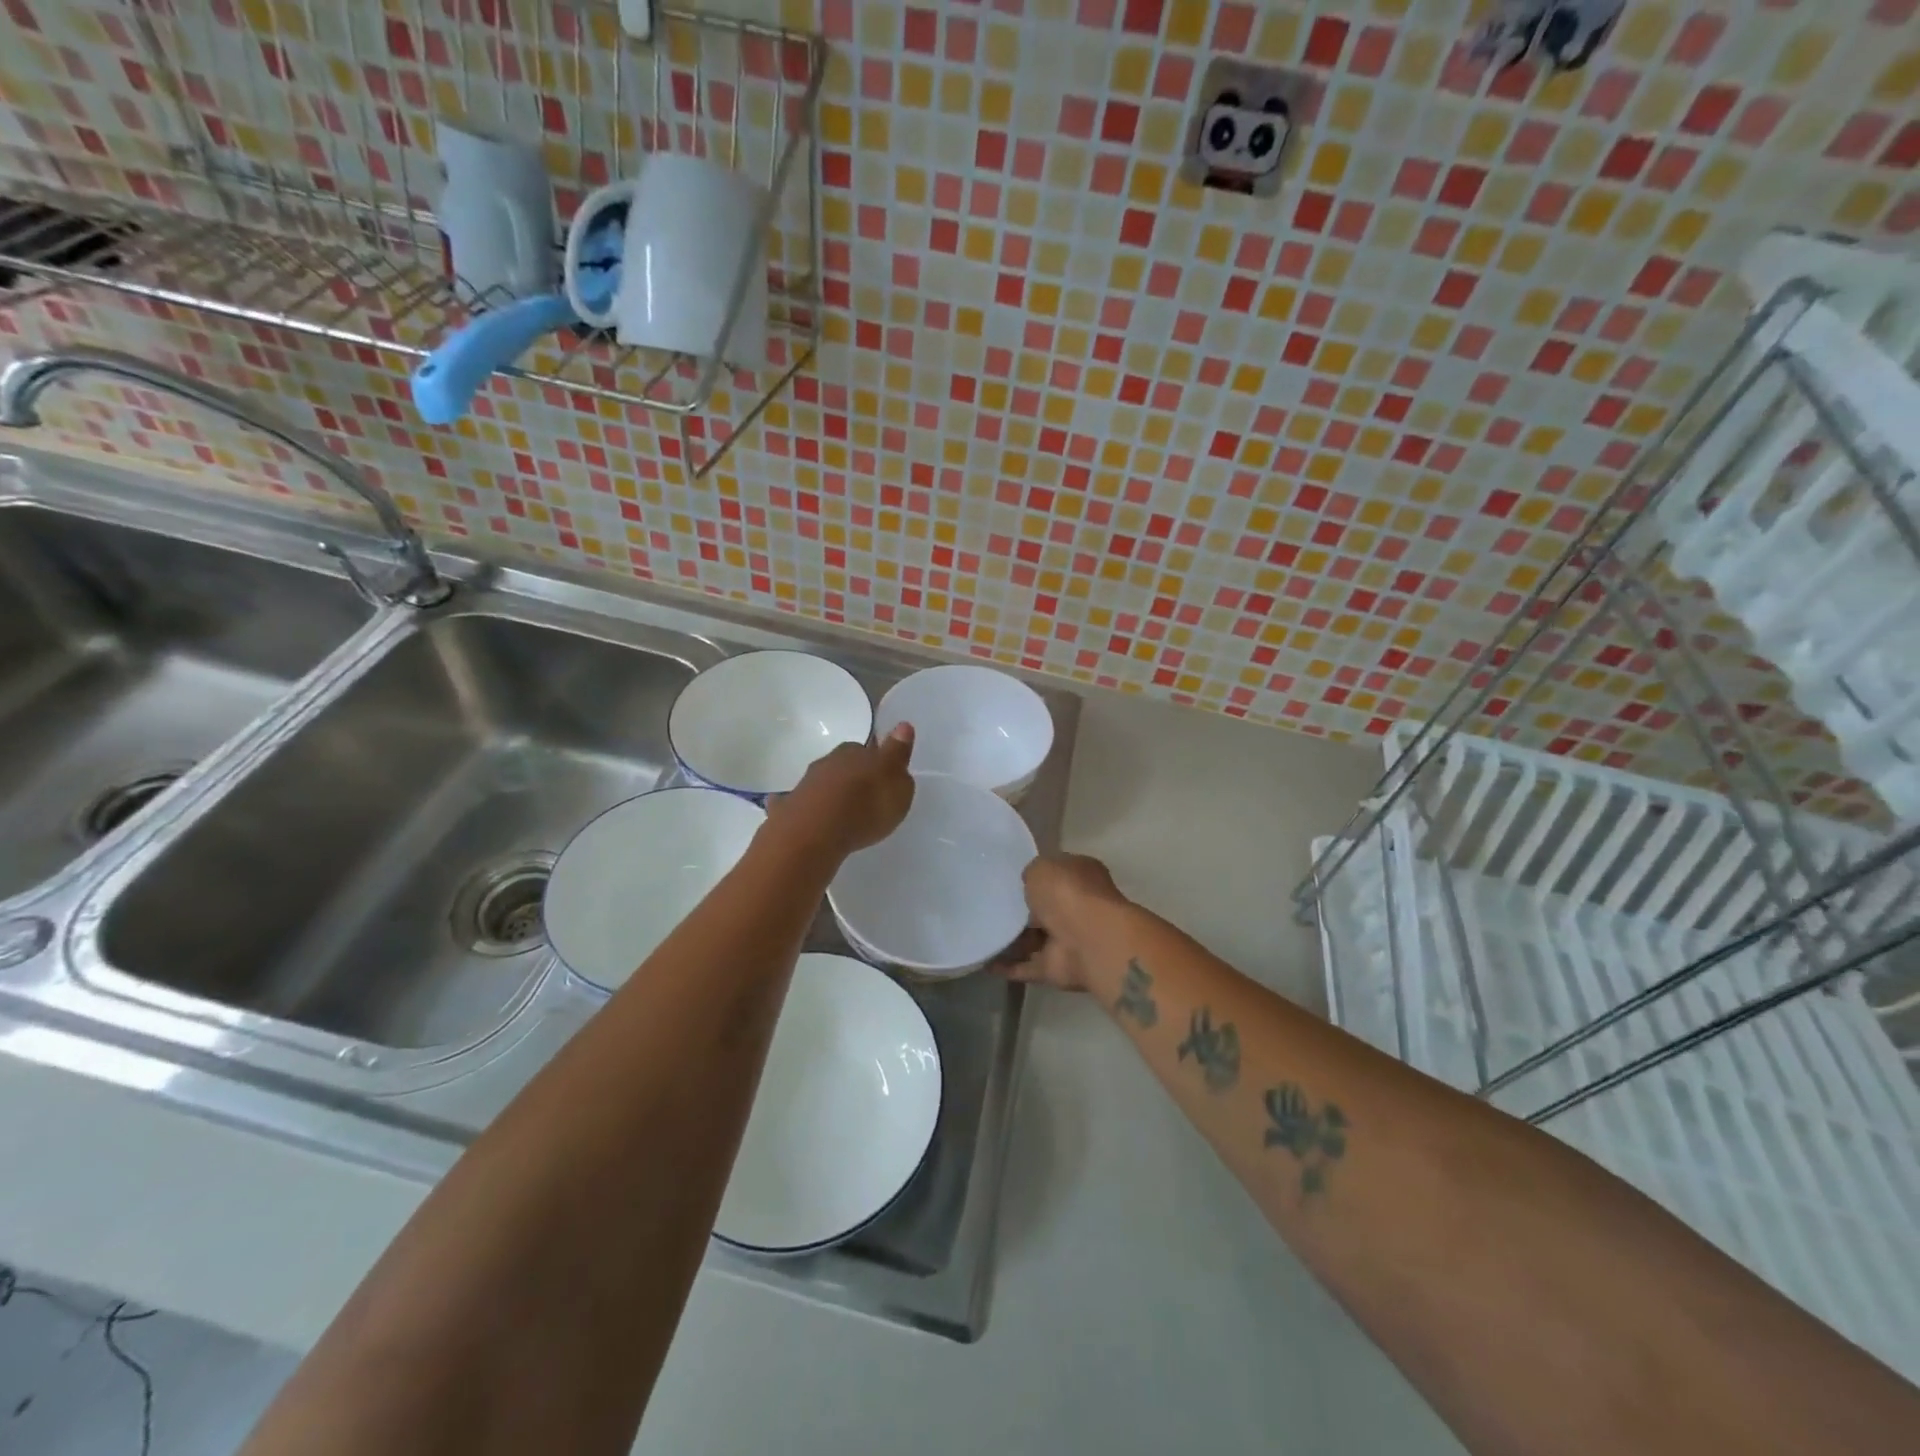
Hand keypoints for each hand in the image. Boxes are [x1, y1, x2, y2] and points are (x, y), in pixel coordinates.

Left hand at [767, 723, 915, 859]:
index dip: (876, 762)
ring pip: (822, 783)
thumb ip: (899, 756)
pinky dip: (807, 810)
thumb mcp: (897, 784)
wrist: (815, 832)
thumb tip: (903, 727)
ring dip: (831, 793)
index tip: (882, 777)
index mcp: (857, 751)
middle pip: (843, 764)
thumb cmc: (866, 807)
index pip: (869, 749)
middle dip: (852, 776)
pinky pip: (801, 805)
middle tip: (864, 796)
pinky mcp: (788, 807)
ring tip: (843, 813)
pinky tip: (813, 823)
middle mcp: (829, 761)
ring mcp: (805, 783)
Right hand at [994, 852, 1130, 992]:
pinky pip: (1027, 966)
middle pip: (1044, 909)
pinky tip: (983, 962)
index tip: (1009, 879)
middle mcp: (1077, 908)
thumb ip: (1032, 873)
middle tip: (989, 907)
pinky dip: (1008, 966)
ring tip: (979, 933)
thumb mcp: (1042, 868)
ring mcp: (1067, 940)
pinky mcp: (1056, 968)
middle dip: (1022, 910)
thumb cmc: (1067, 893)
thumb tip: (1029, 883)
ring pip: (1034, 939)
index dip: (1036, 876)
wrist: (1088, 941)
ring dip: (1012, 940)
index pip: (1056, 874)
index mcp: (1080, 878)